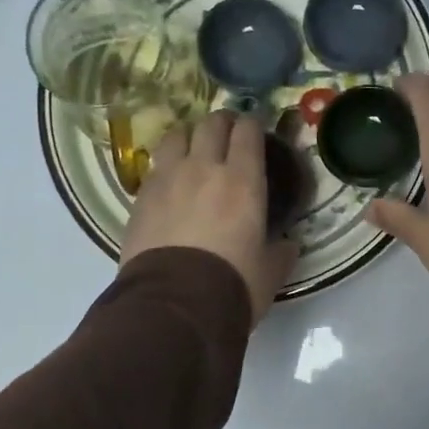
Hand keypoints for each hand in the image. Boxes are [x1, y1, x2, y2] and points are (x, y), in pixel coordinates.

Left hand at [120, 111, 297, 327]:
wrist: (175, 305)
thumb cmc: (233, 285)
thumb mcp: (270, 272)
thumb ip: (281, 252)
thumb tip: (288, 245)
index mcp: (244, 181)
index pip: (248, 132)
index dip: (252, 125)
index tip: (255, 129)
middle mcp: (204, 168)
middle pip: (210, 124)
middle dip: (222, 122)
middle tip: (227, 133)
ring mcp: (168, 179)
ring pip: (176, 136)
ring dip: (188, 136)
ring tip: (193, 148)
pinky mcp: (140, 197)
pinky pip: (155, 167)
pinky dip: (166, 166)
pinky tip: (170, 181)